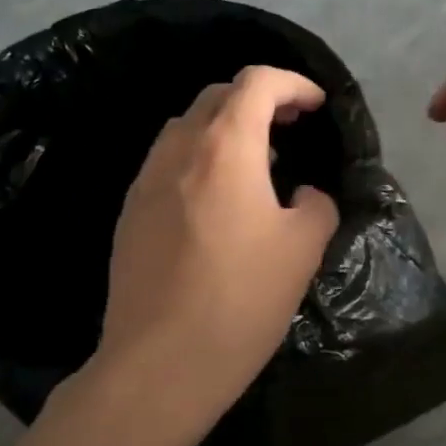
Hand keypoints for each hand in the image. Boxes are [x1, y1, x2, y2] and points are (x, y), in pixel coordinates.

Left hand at [93, 66, 339, 444]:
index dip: (293, 84)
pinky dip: (198, 161)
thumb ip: (315, 205)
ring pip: (186, 129)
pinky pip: (168, 165)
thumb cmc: (241, 300)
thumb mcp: (303, 249)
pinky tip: (216, 203)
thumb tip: (303, 195)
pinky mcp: (129, 214)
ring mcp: (145, 181)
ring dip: (224, 130)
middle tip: (290, 128)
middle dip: (258, 100)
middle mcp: (178, 149)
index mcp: (225, 147)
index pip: (257, 83)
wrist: (161, 362)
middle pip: (216, 97)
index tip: (316, 106)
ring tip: (255, 164)